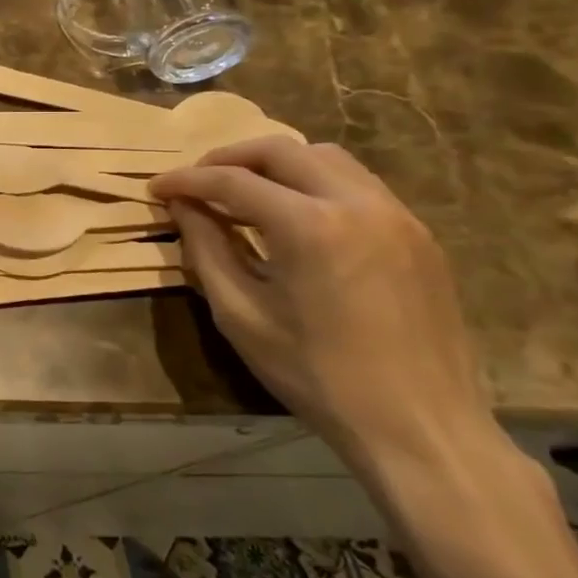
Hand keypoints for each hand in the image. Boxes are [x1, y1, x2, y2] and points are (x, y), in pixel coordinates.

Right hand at [151, 137, 492, 473]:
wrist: (420, 427)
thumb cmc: (317, 376)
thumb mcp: (241, 316)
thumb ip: (207, 250)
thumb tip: (184, 207)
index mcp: (310, 226)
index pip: (232, 182)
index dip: (187, 181)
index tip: (157, 188)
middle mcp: (357, 203)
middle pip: (281, 150)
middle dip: (229, 158)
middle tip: (197, 181)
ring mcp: (396, 215)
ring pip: (325, 158)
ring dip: (276, 165)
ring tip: (245, 194)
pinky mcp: (418, 234)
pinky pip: (358, 185)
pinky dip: (315, 184)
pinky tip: (296, 217)